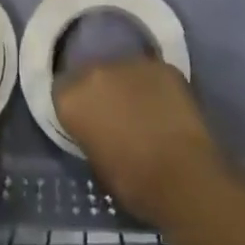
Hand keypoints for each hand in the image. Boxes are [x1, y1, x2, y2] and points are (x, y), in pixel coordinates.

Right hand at [54, 59, 222, 224]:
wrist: (181, 177)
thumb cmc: (131, 182)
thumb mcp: (94, 160)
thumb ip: (89, 131)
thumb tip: (98, 126)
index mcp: (72, 97)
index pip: (63, 90)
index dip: (76, 105)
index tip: (86, 119)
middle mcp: (96, 71)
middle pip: (92, 73)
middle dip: (102, 89)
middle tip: (115, 113)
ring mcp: (131, 63)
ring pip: (124, 70)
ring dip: (129, 85)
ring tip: (144, 109)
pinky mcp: (163, 65)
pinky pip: (153, 74)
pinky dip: (156, 87)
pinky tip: (166, 107)